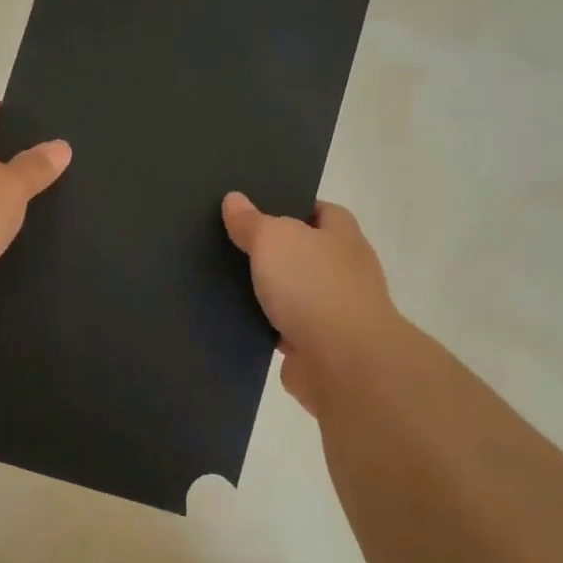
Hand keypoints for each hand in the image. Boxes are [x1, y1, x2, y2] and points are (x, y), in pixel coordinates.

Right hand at [221, 192, 404, 417]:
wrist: (344, 363)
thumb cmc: (314, 286)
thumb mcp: (274, 239)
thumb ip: (252, 221)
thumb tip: (234, 199)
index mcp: (342, 235)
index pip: (319, 210)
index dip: (289, 206)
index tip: (253, 208)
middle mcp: (343, 270)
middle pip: (302, 252)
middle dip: (270, 250)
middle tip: (227, 241)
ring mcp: (331, 311)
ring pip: (290, 293)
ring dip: (264, 291)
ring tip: (219, 279)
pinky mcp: (315, 347)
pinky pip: (281, 328)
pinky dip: (262, 326)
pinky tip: (230, 319)